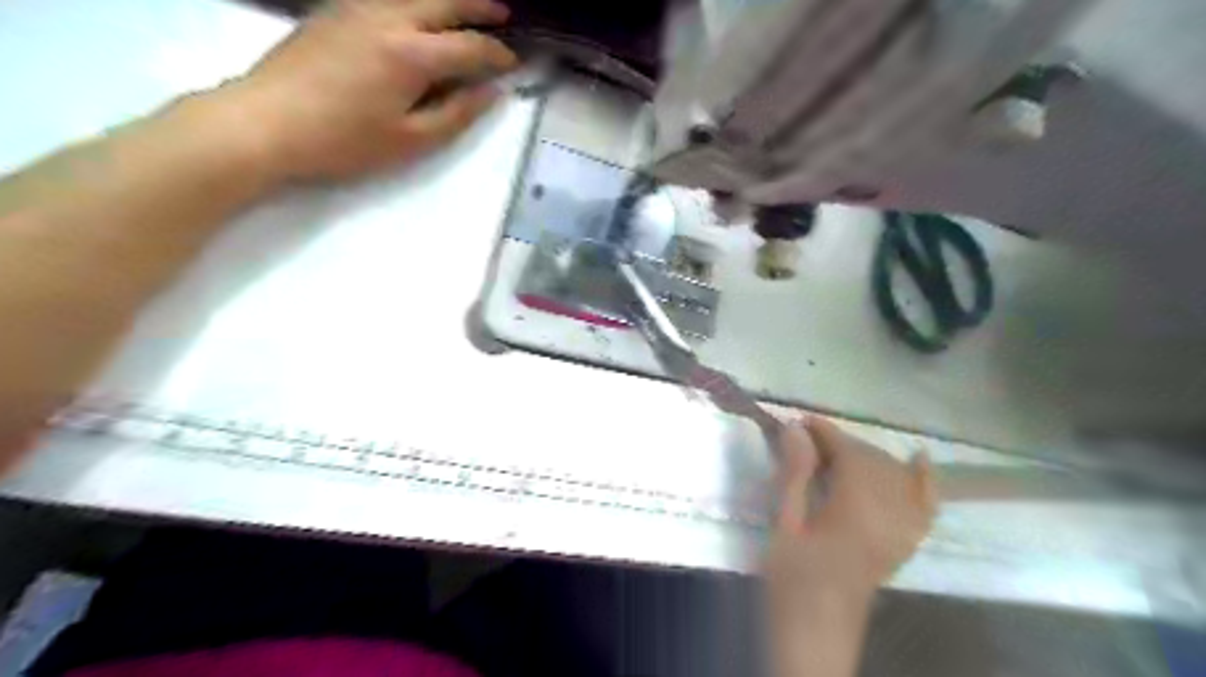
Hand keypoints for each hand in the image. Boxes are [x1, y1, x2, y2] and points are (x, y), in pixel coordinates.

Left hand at [221, 0, 514, 179]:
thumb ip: (457, 113)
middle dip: (478, 6)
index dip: (497, 54)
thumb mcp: (412, 140)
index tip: (513, 64)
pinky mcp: (334, 11)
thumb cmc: (345, 141)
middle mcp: (388, 17)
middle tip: (502, 12)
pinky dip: (414, 3)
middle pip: (444, 2)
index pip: (470, 46)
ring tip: (466, 10)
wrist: (266, 122)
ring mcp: (356, 7)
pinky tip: (419, 16)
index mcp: (411, 53)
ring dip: (446, 1)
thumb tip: (491, 92)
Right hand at [767, 418, 934, 603]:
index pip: (850, 454)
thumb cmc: (792, 580)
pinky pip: (926, 505)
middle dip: (841, 442)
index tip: (800, 421)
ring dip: (867, 456)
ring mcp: (903, 531)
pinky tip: (919, 460)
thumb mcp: (784, 526)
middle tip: (806, 439)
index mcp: (855, 512)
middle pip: (873, 461)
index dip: (826, 433)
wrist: (817, 632)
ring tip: (836, 454)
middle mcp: (889, 517)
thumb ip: (794, 476)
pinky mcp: (905, 544)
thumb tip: (796, 430)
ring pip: (895, 476)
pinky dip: (924, 481)